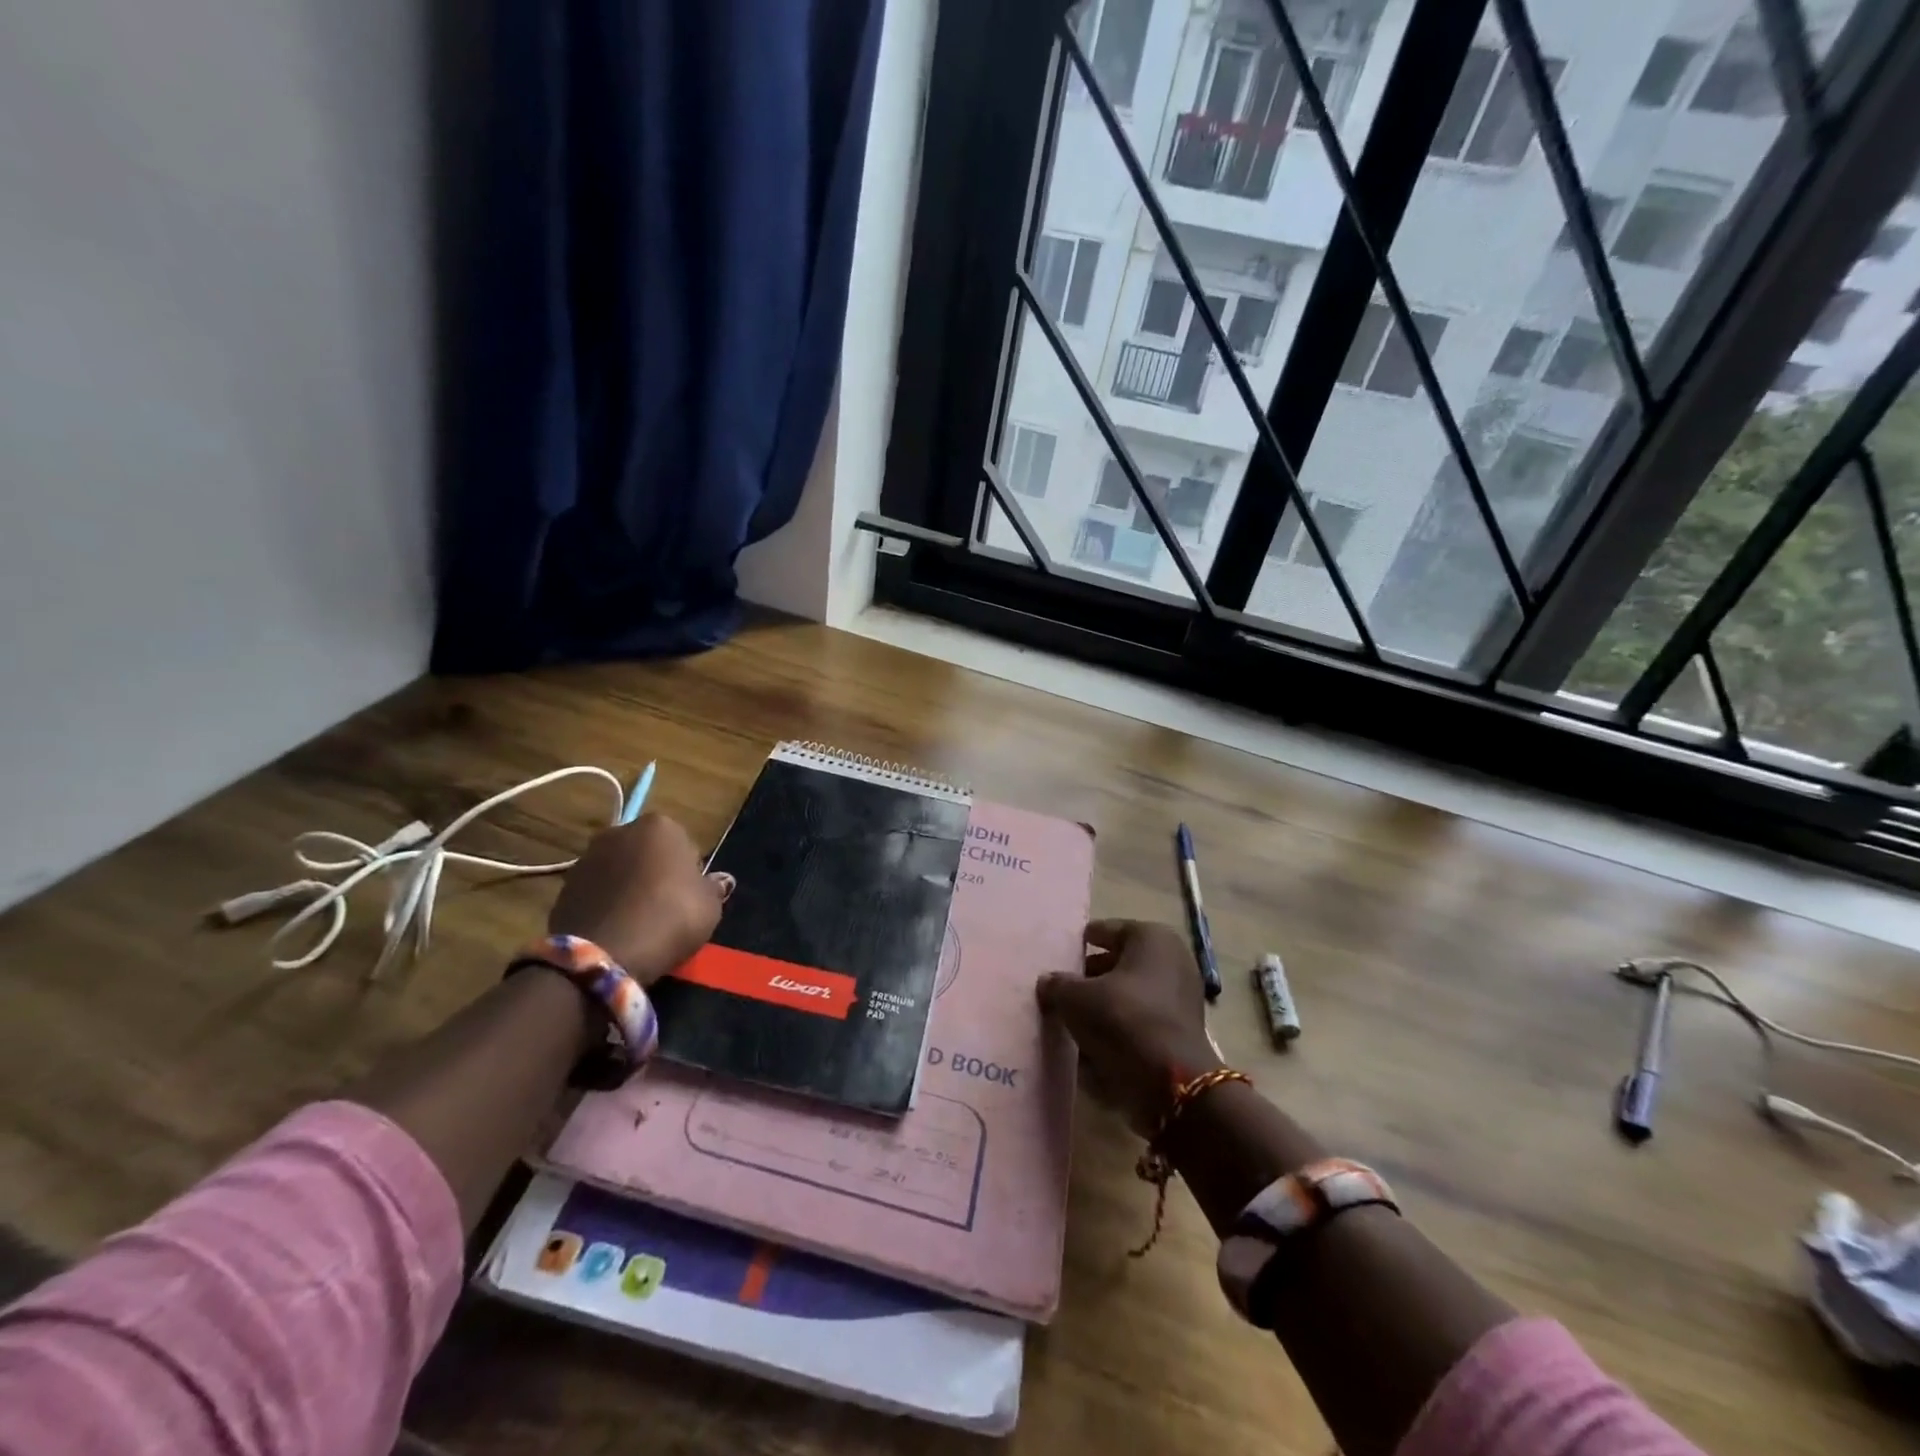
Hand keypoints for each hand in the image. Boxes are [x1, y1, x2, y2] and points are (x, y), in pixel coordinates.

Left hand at [548, 814, 732, 984]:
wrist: (605, 953)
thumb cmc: (670, 917)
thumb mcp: (710, 906)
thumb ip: (714, 888)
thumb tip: (719, 881)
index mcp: (660, 825)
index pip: (684, 845)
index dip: (690, 873)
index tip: (690, 897)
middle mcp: (620, 832)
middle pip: (648, 852)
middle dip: (655, 873)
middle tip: (667, 908)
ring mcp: (587, 857)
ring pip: (620, 871)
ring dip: (629, 888)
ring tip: (640, 923)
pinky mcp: (564, 886)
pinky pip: (597, 893)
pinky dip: (607, 905)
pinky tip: (617, 930)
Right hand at [1036, 919, 1221, 1136]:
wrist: (1171, 1081)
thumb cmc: (1122, 1019)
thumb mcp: (1076, 998)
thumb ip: (1058, 985)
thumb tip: (1048, 982)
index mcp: (1151, 937)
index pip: (1107, 930)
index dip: (1081, 942)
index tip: (1061, 954)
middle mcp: (1172, 959)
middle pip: (1120, 961)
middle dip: (1092, 974)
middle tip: (1062, 987)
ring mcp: (1181, 996)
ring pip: (1130, 992)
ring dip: (1104, 1002)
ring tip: (1072, 1015)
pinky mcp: (1181, 1030)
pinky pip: (1141, 1018)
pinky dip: (1120, 1025)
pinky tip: (1093, 1039)